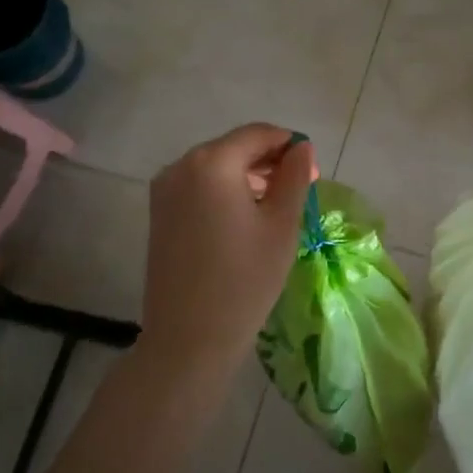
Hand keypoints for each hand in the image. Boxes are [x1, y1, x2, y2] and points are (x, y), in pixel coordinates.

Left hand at [139, 125, 316, 389]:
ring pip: (216, 167)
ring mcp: (164, 190)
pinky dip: (225, 192)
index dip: (289, 146)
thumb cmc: (245, 279)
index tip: (314, 172)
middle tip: (300, 191)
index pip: (258, 134)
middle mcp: (181, 166)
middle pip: (234, 147)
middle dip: (269, 161)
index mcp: (212, 162)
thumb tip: (301, 148)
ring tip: (275, 207)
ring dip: (247, 177)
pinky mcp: (158, 213)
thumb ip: (295, 177)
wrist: (189, 338)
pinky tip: (244, 220)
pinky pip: (199, 187)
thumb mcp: (282, 225)